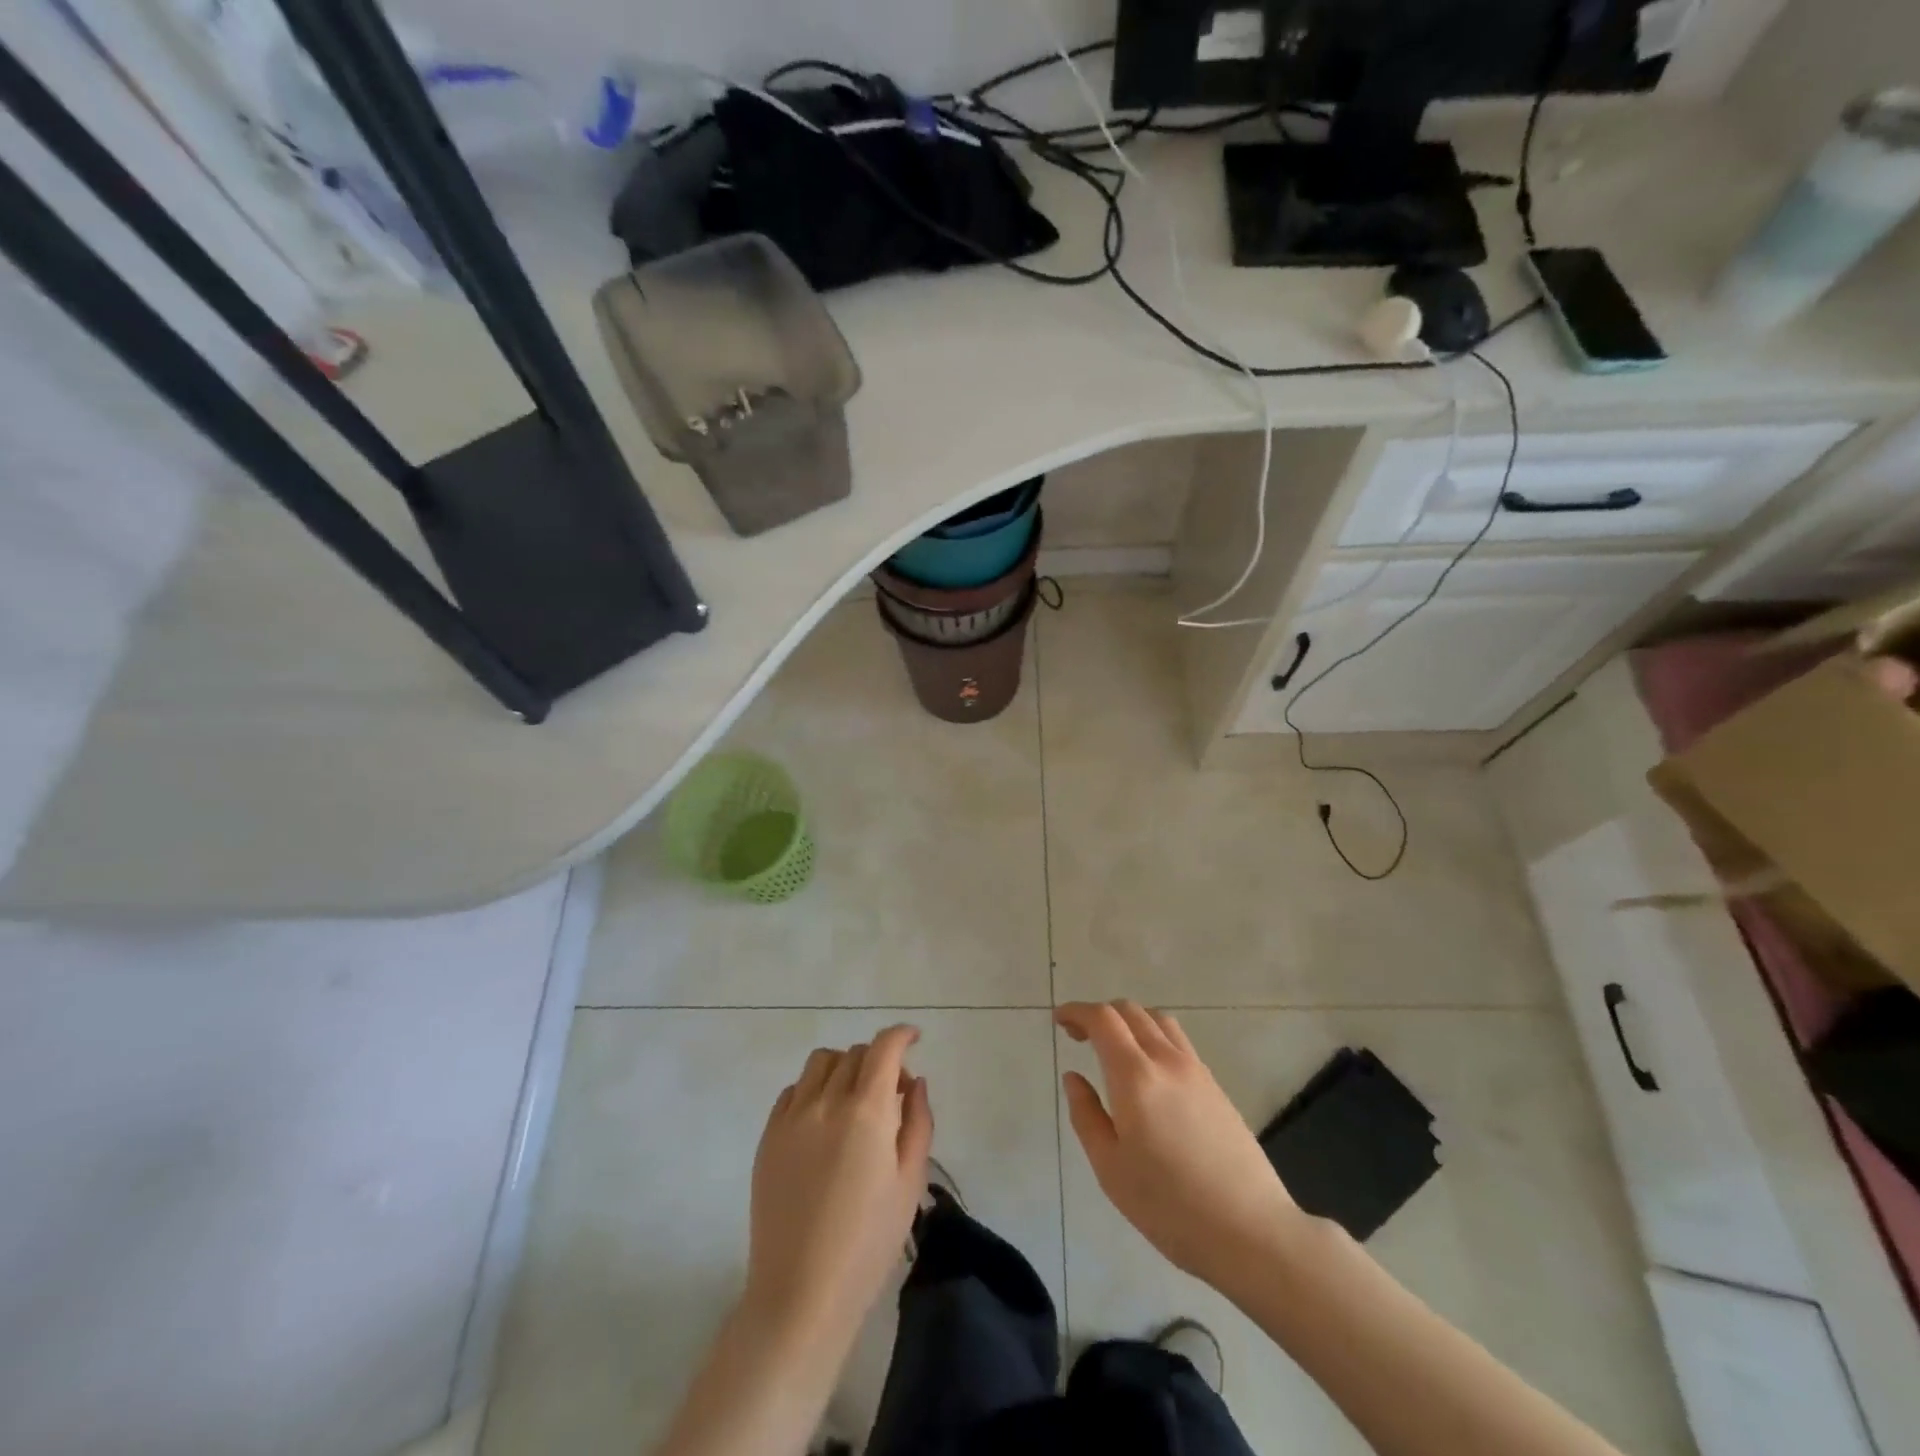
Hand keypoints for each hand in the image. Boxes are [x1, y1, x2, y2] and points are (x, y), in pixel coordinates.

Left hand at [744, 1025, 932, 1347]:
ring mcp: (791, 1117)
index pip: (884, 1048)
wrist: (801, 1294)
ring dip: (844, 1068)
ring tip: (854, 1101)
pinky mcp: (767, 1137)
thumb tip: (914, 1083)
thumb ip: (918, 1122)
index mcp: (867, 1111)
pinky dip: (813, 1090)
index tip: (914, 1039)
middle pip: (854, 1053)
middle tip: (892, 1094)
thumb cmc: (868, 1243)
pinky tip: (823, 1122)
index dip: (901, 1035)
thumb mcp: (910, 1182)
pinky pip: (793, 1091)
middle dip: (878, 1060)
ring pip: (820, 1063)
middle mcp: (826, 1101)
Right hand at [1057, 1001, 1297, 1291]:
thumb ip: (1086, 1115)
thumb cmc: (1170, 1206)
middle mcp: (1166, 1060)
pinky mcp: (1215, 1086)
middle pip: (1130, 1011)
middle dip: (1100, 1014)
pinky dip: (1153, 1036)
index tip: (1059, 1020)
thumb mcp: (1111, 1168)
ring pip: (1158, 1020)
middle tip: (1079, 1037)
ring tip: (1114, 1048)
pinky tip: (1148, 1071)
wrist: (1251, 1231)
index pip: (1103, 1019)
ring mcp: (1196, 1070)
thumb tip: (1074, 1077)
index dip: (1077, 1012)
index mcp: (1135, 1076)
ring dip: (1130, 1021)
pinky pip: (1178, 1041)